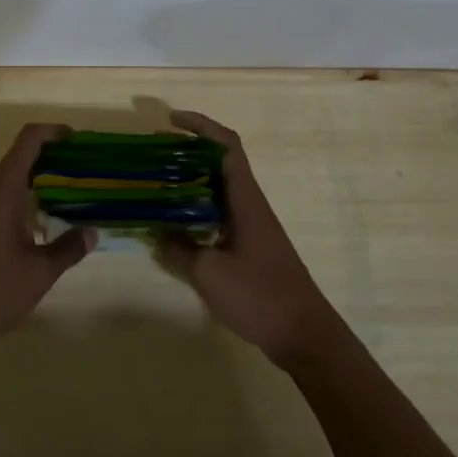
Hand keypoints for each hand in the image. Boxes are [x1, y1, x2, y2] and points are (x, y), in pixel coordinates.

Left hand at [0, 123, 95, 351]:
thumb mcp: (39, 271)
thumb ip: (68, 248)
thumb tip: (91, 232)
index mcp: (2, 189)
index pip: (28, 140)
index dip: (54, 132)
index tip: (79, 140)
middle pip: (22, 156)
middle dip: (54, 157)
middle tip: (85, 170)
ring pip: (13, 178)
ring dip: (41, 179)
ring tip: (74, 193)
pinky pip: (4, 196)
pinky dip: (28, 197)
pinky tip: (47, 220)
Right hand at [155, 111, 342, 363]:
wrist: (304, 336)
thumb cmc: (260, 296)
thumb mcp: (209, 273)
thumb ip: (179, 250)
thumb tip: (156, 233)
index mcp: (245, 199)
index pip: (226, 145)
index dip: (200, 125)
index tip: (170, 120)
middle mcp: (249, 205)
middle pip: (219, 163)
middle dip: (186, 152)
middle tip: (152, 156)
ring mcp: (251, 226)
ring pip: (217, 190)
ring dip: (188, 182)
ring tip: (156, 186)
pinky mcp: (249, 247)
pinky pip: (217, 214)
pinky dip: (194, 210)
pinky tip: (174, 226)